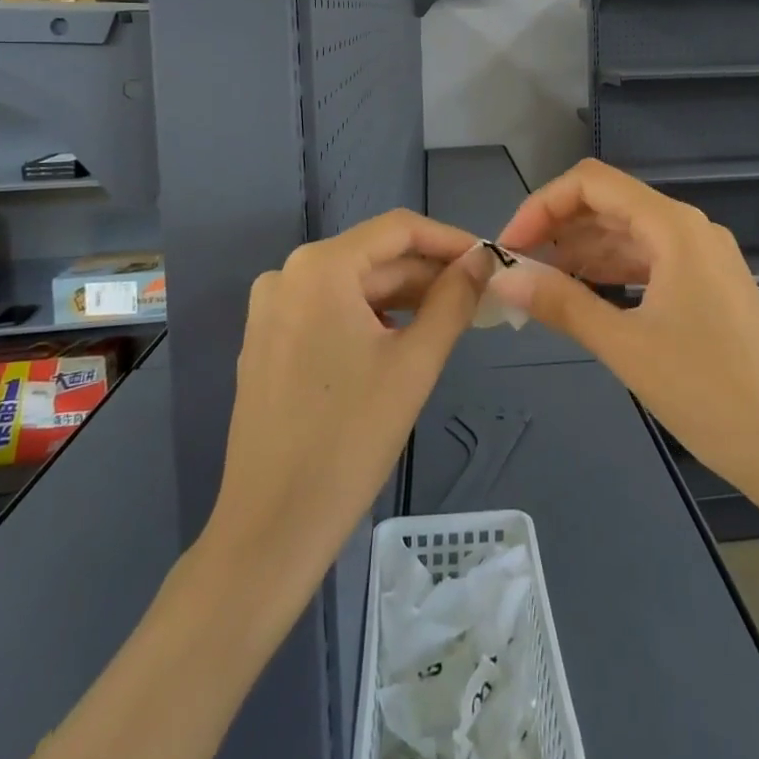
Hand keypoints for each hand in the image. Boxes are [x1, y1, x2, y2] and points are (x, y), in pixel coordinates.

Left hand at [210, 211, 493, 570]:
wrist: (271, 529)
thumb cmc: (349, 439)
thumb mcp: (415, 363)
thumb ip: (454, 299)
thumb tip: (482, 259)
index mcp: (319, 267)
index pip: (398, 229)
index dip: (450, 239)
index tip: (490, 260)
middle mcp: (287, 275)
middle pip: (375, 258)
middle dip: (429, 274)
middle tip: (480, 297)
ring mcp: (272, 309)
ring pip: (355, 286)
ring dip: (405, 298)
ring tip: (452, 319)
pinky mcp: (268, 341)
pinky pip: (331, 311)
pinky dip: (372, 318)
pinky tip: (404, 341)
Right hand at [489, 160, 758, 517]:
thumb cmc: (710, 392)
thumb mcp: (625, 346)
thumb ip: (561, 303)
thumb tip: (502, 277)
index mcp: (673, 226)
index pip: (592, 183)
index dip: (543, 205)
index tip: (510, 246)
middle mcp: (689, 228)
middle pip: (609, 204)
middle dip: (558, 228)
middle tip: (517, 269)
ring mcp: (703, 257)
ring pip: (627, 235)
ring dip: (581, 252)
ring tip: (540, 285)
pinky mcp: (708, 286)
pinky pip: (648, 262)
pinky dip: (610, 272)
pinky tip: (583, 296)